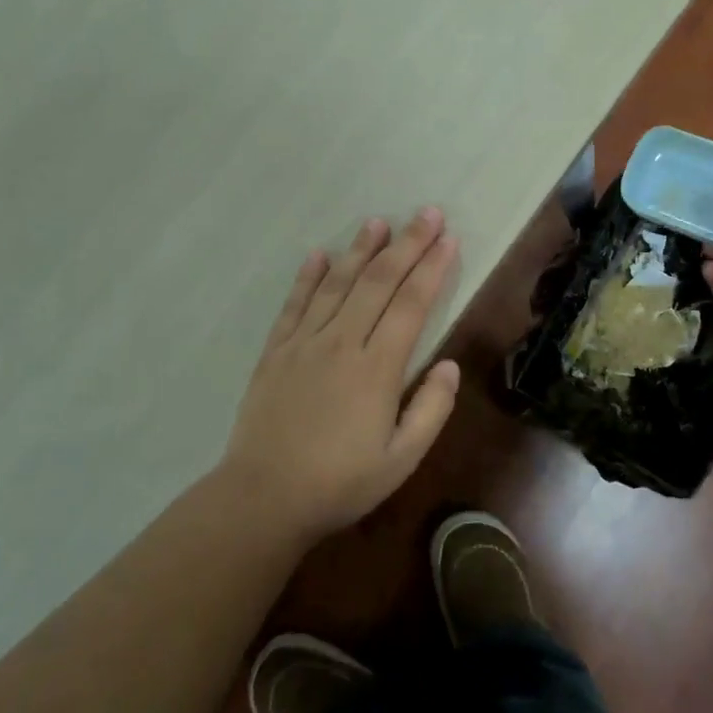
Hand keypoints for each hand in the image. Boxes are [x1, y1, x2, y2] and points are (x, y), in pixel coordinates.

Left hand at [222, 208, 460, 541]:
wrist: (262, 498)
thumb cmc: (340, 483)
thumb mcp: (401, 460)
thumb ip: (431, 410)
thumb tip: (449, 364)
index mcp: (377, 368)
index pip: (411, 304)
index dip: (432, 268)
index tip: (448, 239)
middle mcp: (342, 343)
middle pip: (379, 282)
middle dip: (407, 244)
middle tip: (427, 213)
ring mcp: (305, 343)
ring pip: (338, 284)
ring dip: (360, 249)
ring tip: (378, 221)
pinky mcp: (276, 351)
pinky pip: (295, 304)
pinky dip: (308, 276)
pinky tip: (319, 254)